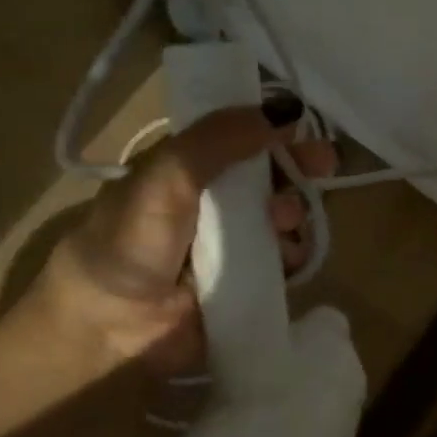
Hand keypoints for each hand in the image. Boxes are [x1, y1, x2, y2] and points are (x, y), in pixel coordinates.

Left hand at [32, 104, 336, 375]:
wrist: (112, 328)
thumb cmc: (131, 244)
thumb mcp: (166, 177)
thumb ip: (220, 140)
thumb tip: (288, 108)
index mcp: (184, 170)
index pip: (239, 137)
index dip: (273, 128)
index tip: (303, 126)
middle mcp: (211, 203)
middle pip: (270, 175)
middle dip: (298, 167)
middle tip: (324, 166)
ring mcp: (232, 243)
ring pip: (284, 215)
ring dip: (295, 212)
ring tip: (283, 222)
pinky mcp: (250, 280)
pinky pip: (287, 257)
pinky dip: (295, 252)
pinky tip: (288, 256)